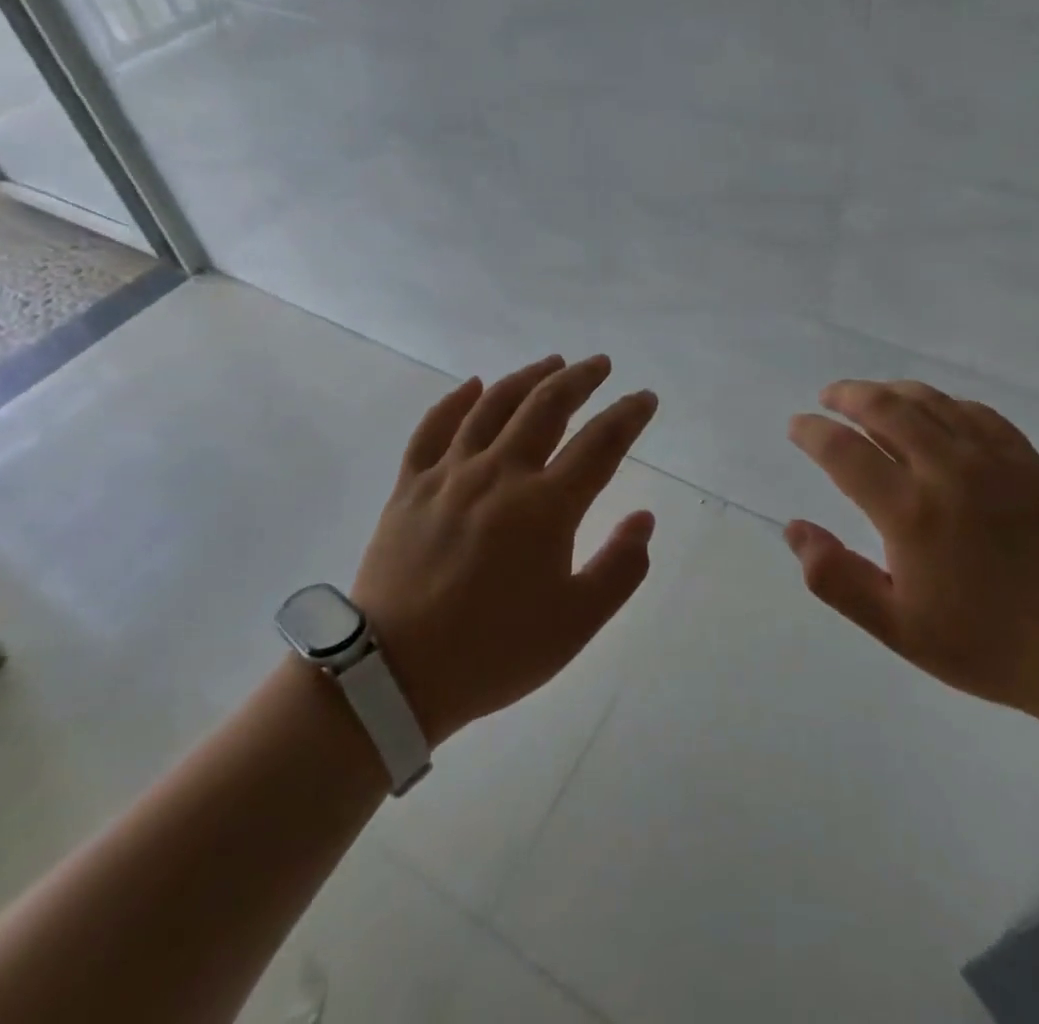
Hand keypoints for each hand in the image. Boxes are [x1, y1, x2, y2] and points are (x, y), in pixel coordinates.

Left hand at [353, 354, 658, 745]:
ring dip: (528, 377)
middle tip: (600, 365)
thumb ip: (620, 568)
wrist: (393, 676)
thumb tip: (644, 518)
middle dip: (580, 379)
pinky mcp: (410, 486)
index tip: (644, 398)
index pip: (600, 444)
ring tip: (551, 362)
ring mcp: (450, 475)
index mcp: (545, 506)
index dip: (628, 416)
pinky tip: (473, 385)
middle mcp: (500, 474)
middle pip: (547, 407)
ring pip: (493, 405)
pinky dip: (456, 400)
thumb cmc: (493, 651)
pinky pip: (433, 428)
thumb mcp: (576, 623)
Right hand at [785, 380, 1038, 726]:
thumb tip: (794, 528)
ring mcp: (992, 459)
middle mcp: (946, 470)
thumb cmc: (986, 644)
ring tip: (870, 396)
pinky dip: (942, 402)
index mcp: (910, 512)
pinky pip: (975, 411)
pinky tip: (934, 412)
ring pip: (930, 400)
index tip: (797, 426)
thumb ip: (837, 578)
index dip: (813, 432)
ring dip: (890, 391)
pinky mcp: (1026, 459)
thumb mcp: (898, 628)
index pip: (844, 451)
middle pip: (885, 408)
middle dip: (847, 395)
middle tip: (828, 397)